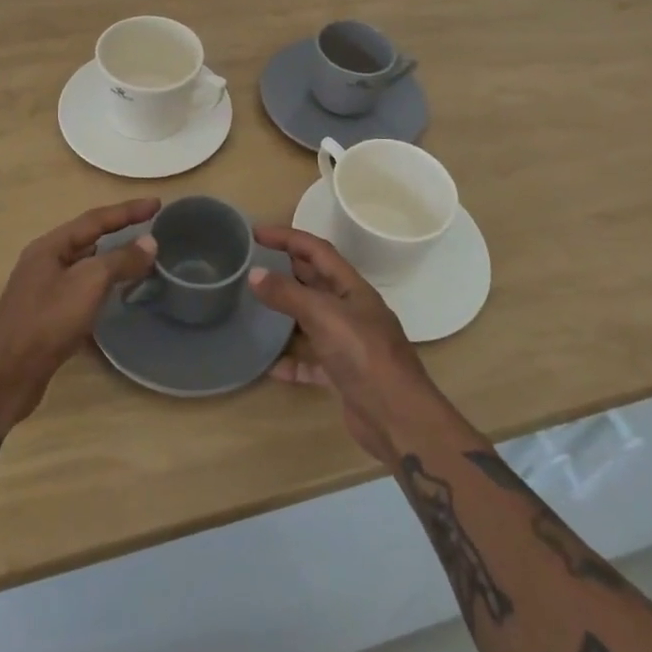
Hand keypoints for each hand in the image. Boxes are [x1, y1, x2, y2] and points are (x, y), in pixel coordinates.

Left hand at [0, 198, 160, 435]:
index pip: (95, 219)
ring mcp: (43, 289)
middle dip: (119, 231)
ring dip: (111, 259)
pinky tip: (115, 294)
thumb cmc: (47, 322)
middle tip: (150, 228)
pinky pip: (81, 288)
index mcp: (50, 246)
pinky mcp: (46, 315)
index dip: (128, 211)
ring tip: (139, 257)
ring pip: (84, 265)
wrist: (7, 377)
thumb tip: (149, 242)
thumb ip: (120, 260)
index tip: (157, 204)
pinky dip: (102, 284)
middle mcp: (44, 262)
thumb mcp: (89, 284)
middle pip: (88, 238)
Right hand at [249, 225, 444, 463]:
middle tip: (254, 263)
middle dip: (287, 268)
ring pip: (312, 320)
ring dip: (287, 313)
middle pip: (315, 281)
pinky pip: (312, 361)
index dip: (288, 237)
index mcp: (352, 288)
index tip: (256, 232)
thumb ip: (288, 294)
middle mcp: (352, 310)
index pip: (317, 251)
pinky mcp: (343, 376)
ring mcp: (349, 344)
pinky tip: (271, 366)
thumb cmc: (363, 354)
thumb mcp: (323, 316)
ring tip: (256, 306)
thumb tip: (253, 274)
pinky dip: (293, 361)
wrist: (398, 418)